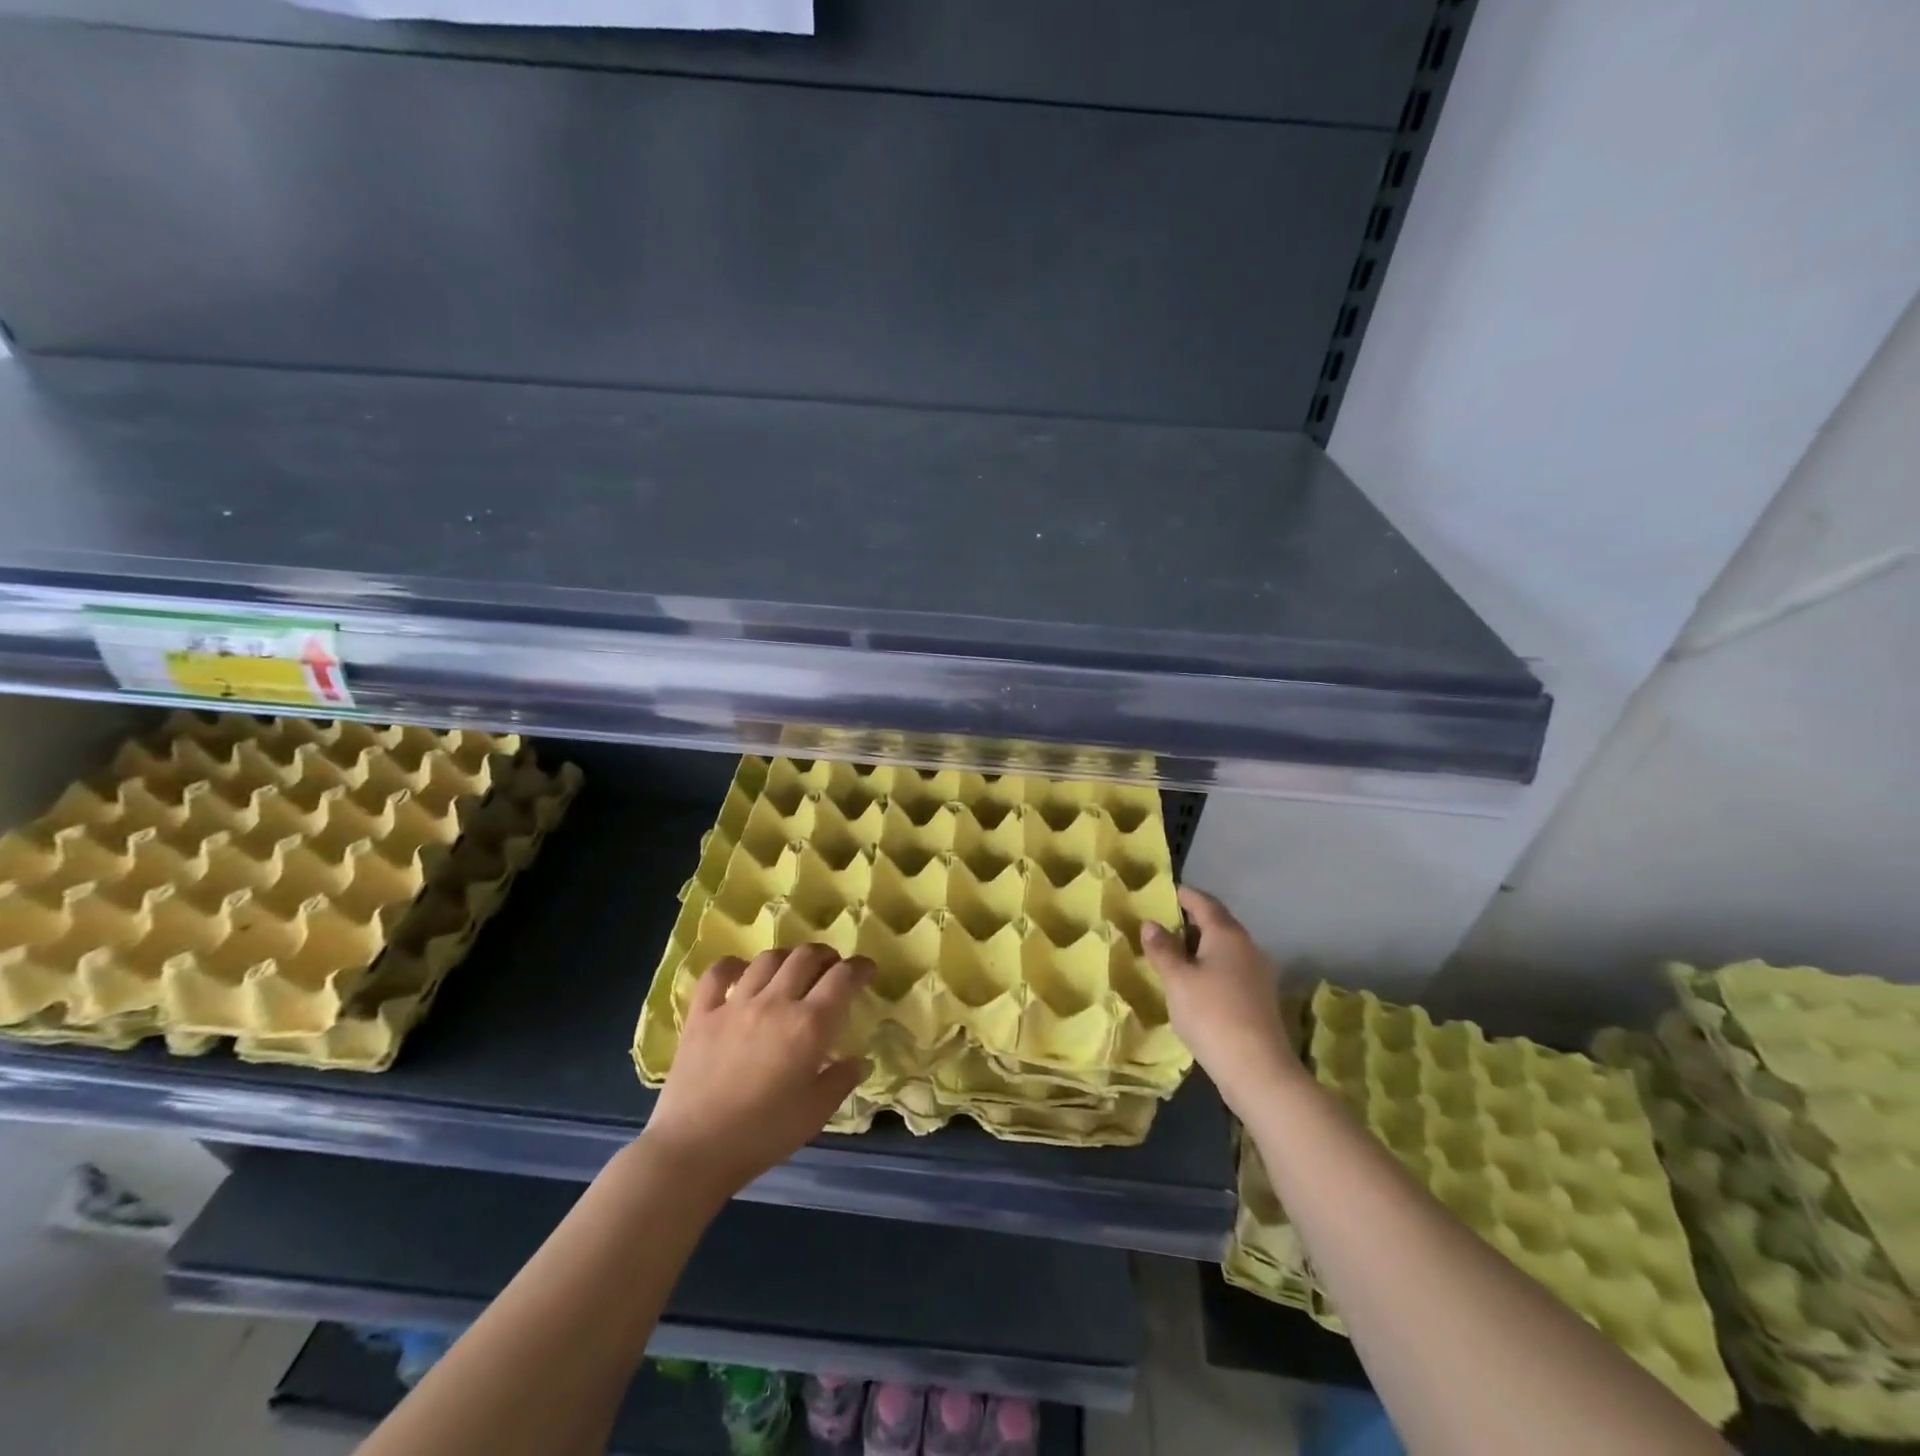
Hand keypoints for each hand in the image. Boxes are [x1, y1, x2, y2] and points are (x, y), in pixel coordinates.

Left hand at [643, 945, 872, 1202]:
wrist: (694, 1151)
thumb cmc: (763, 1135)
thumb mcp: (815, 1114)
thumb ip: (841, 1080)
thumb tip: (860, 1060)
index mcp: (809, 1025)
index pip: (843, 978)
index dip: (860, 968)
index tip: (867, 970)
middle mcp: (775, 1002)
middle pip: (805, 957)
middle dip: (825, 956)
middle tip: (831, 968)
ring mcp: (736, 1004)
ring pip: (768, 959)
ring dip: (787, 958)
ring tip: (792, 969)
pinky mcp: (702, 1014)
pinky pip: (718, 973)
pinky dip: (733, 965)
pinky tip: (742, 972)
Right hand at [1142, 886, 1303, 1114]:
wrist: (1258, 1069)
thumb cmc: (1211, 1014)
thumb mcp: (1177, 980)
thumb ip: (1162, 949)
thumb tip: (1151, 924)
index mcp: (1227, 934)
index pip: (1203, 902)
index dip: (1183, 894)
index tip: (1163, 892)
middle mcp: (1248, 946)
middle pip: (1217, 923)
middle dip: (1190, 920)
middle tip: (1161, 923)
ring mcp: (1258, 973)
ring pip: (1225, 948)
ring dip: (1200, 945)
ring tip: (1172, 953)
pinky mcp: (1259, 998)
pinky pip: (1231, 969)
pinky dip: (1210, 966)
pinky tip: (1194, 982)